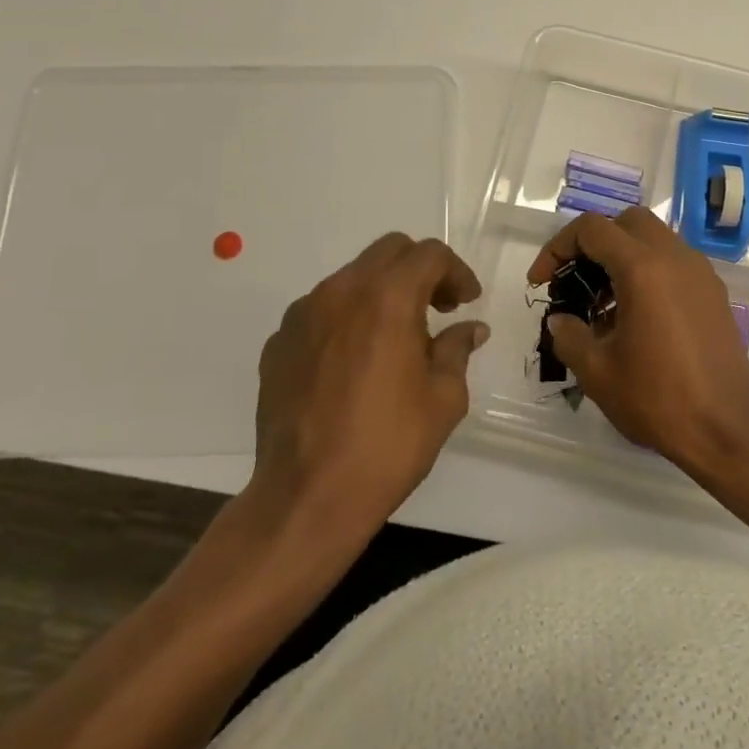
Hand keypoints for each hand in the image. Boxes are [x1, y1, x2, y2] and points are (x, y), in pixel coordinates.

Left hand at [246, 234, 487, 535]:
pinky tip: (356, 361)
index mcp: (387, 298)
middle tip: (438, 307)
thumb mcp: (443, 398)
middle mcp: (341, 292)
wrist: (307, 497)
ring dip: (382, 291)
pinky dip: (347, 318)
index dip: (456, 271)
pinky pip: (321, 311)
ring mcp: (302, 315)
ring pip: (352, 277)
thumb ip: (457, 349)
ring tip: (396, 336)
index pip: (429, 254)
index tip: (467, 302)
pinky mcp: (278, 343)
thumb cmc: (387, 445)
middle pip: (388, 251)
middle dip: (420, 270)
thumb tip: (470, 329)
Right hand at [526, 208, 748, 470]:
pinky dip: (649, 272)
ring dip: (623, 257)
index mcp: (643, 267)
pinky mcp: (714, 293)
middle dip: (594, 243)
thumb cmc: (658, 398)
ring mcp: (700, 272)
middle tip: (575, 280)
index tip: (541, 282)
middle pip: (627, 223)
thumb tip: (560, 319)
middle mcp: (675, 257)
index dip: (557, 248)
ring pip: (654, 239)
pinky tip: (637, 317)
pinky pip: (674, 263)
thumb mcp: (597, 372)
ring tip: (603, 304)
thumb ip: (569, 335)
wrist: (728, 429)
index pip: (592, 229)